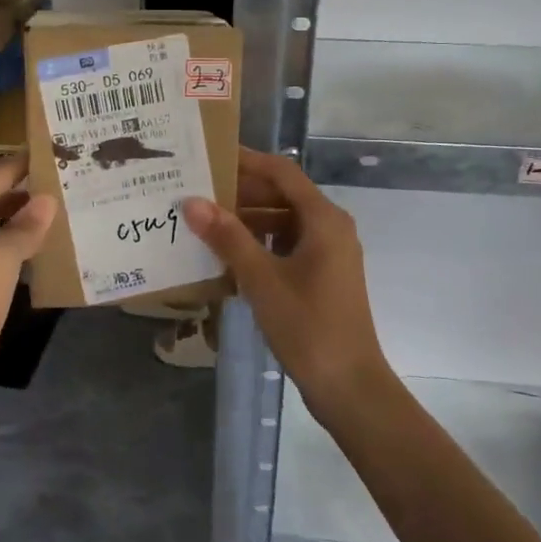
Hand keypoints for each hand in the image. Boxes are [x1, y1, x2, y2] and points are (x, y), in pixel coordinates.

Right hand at [182, 148, 389, 414]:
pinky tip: (228, 256)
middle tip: (198, 191)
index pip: (282, 172)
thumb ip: (227, 237)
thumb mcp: (261, 279)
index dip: (247, 160)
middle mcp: (330, 227)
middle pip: (283, 195)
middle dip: (242, 192)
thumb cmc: (307, 326)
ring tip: (205, 222)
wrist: (349, 386)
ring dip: (248, 220)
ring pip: (283, 222)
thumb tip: (192, 202)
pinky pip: (287, 245)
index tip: (210, 155)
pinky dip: (260, 244)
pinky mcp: (323, 275)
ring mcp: (329, 253)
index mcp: (324, 219)